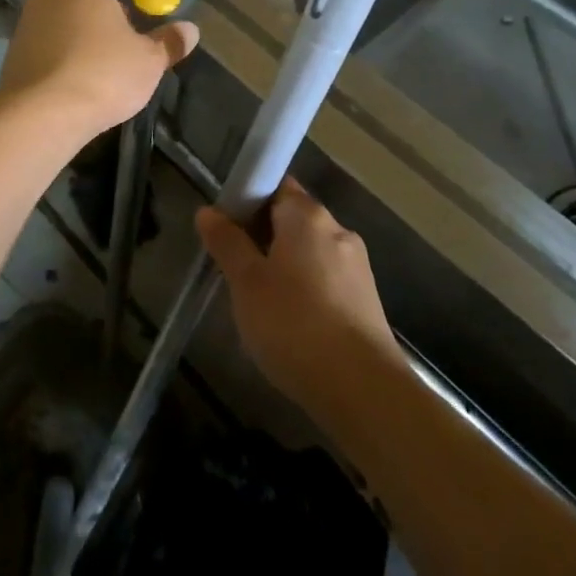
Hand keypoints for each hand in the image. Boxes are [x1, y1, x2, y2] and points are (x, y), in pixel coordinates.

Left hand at [0, 0, 197, 139]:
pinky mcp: (14, 52)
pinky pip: (48, 41)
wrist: (40, 116)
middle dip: (111, 6)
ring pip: (65, 15)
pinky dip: (65, 52)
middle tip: (132, 34)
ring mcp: (27, 22)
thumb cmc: (103, 75)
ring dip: (86, 30)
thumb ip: (169, 42)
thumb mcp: (149, 61)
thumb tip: (188, 31)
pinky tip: (79, 81)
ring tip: (107, 63)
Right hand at [197, 180, 406, 424]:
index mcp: (308, 216)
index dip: (248, 199)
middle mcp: (337, 231)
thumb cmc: (294, 324)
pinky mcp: (366, 301)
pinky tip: (291, 323)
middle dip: (264, 236)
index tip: (227, 227)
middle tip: (235, 267)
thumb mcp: (246, 283)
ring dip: (284, 266)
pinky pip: (326, 280)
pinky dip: (305, 290)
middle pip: (293, 219)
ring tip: (259, 301)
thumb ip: (227, 243)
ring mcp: (357, 267)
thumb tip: (209, 211)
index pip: (276, 185)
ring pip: (310, 252)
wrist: (362, 390)